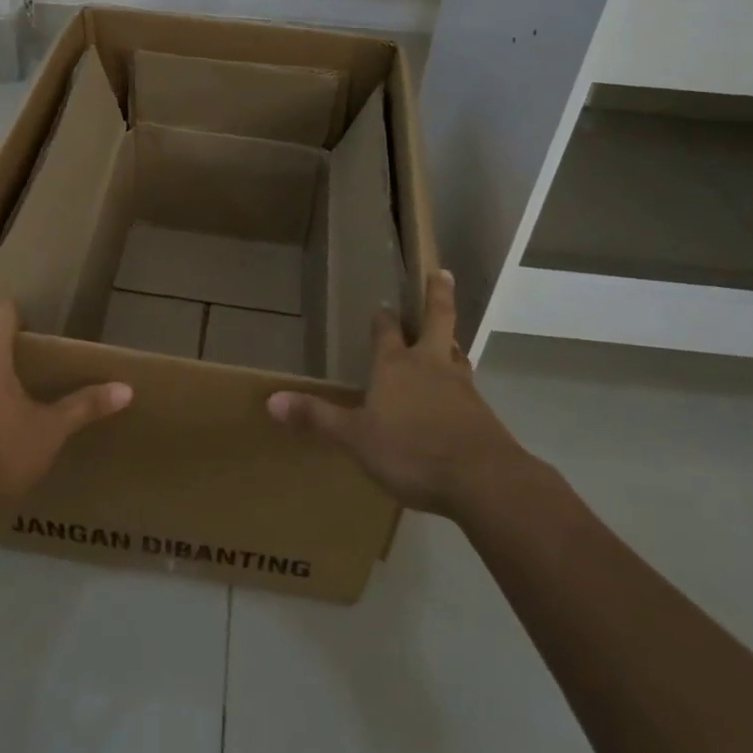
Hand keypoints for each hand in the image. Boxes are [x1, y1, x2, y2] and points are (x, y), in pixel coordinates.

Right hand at [266, 270, 523, 518]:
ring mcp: (461, 387)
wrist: (482, 479)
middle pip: (437, 320)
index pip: (386, 331)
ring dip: (451, 341)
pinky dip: (460, 383)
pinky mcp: (482, 414)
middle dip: (437, 295)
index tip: (381, 305)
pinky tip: (458, 397)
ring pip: (455, 352)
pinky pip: (468, 388)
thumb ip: (318, 418)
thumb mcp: (356, 438)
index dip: (382, 318)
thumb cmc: (411, 451)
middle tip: (441, 272)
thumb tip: (271, 400)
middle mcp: (430, 366)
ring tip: (449, 337)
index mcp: (396, 366)